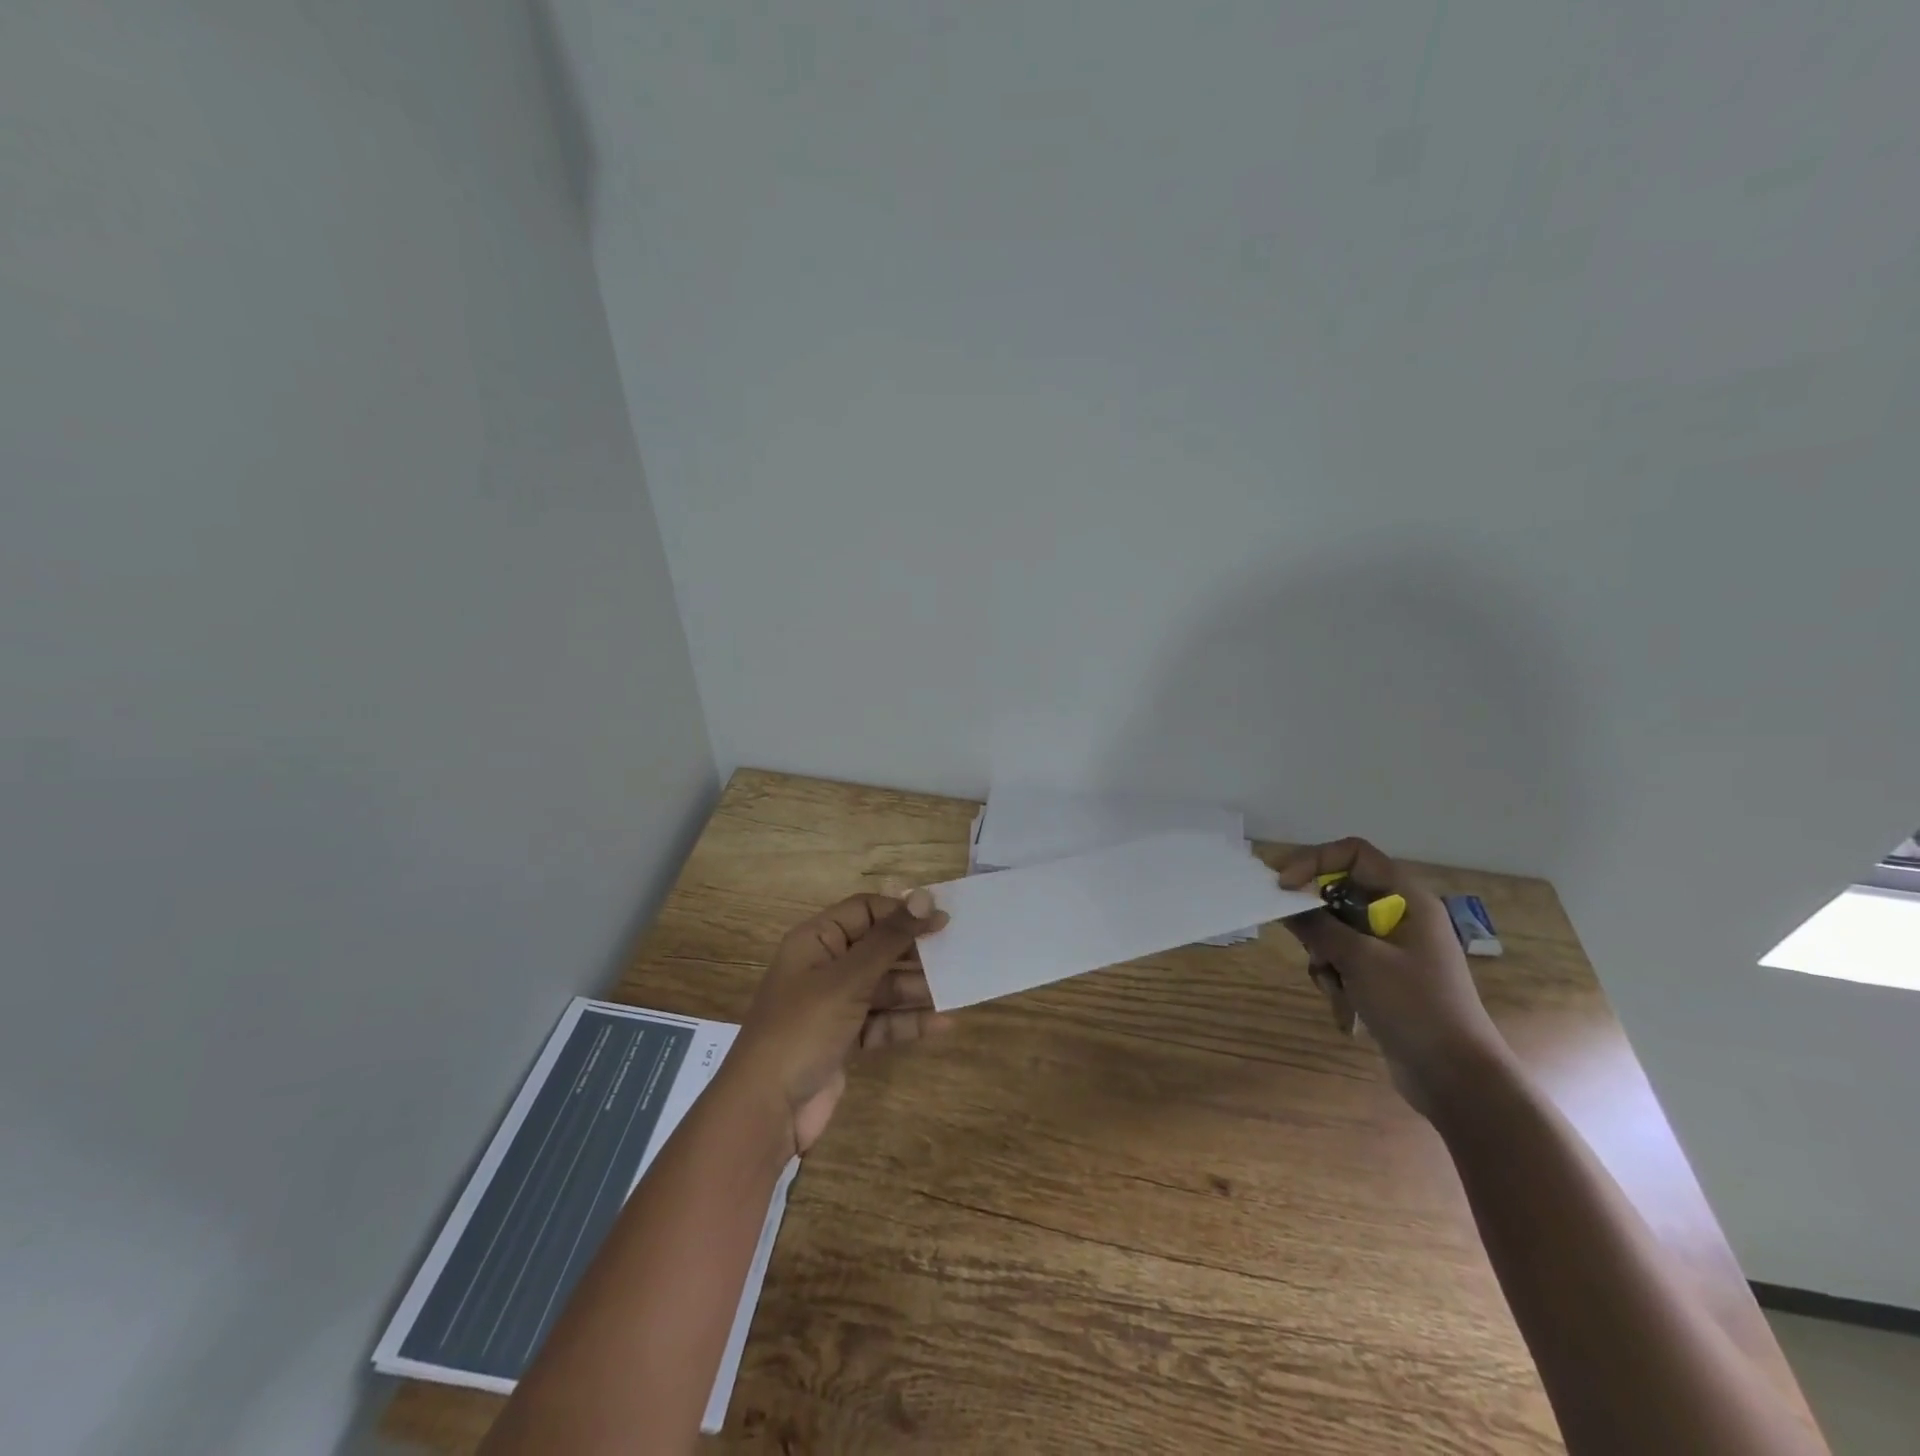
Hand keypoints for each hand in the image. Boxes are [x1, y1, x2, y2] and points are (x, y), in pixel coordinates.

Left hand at [729, 890, 949, 1156]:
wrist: (765, 1110)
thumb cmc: (802, 1029)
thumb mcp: (847, 980)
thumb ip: (889, 939)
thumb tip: (923, 897)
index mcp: (816, 940)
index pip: (865, 911)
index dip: (902, 912)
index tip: (942, 920)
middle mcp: (824, 967)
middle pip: (877, 948)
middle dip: (914, 952)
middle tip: (956, 953)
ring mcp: (834, 1005)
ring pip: (883, 986)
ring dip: (916, 988)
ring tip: (956, 987)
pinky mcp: (844, 1039)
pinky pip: (882, 1020)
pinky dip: (907, 1021)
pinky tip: (943, 1023)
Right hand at [1279, 838, 1513, 1118]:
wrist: (1457, 1078)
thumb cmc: (1414, 1006)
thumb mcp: (1359, 960)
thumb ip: (1318, 925)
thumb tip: (1285, 903)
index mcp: (1406, 899)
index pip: (1352, 854)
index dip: (1314, 862)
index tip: (1283, 887)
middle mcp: (1401, 915)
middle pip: (1340, 893)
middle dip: (1315, 920)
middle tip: (1303, 943)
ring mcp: (1394, 948)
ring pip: (1337, 930)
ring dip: (1324, 955)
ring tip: (1334, 984)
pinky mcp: (1386, 977)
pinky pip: (1345, 959)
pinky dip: (1336, 977)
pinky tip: (1345, 1007)